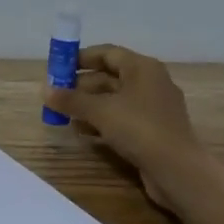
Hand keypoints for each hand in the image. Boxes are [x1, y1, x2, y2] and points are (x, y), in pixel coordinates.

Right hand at [44, 45, 201, 206]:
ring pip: (115, 100)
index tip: (58, 68)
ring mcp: (154, 108)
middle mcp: (150, 82)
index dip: (81, 58)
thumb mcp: (100, 111)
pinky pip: (123, 118)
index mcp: (142, 68)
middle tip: (56, 96)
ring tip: (64, 116)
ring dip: (89, 106)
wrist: (178, 170)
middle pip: (110, 77)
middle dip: (81, 86)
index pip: (107, 53)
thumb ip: (71, 100)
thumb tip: (45, 91)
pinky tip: (84, 133)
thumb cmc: (139, 129)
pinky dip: (103, 122)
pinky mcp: (153, 131)